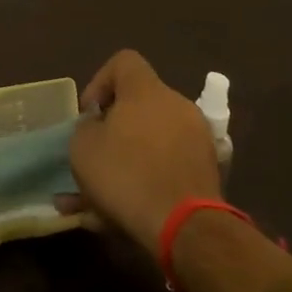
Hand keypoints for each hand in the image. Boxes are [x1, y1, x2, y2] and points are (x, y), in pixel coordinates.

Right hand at [69, 50, 220, 252]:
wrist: (186, 229)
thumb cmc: (127, 175)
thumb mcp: (83, 147)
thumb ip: (86, 127)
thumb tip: (98, 127)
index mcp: (147, 90)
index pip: (123, 62)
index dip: (100, 82)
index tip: (89, 113)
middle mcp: (177, 105)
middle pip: (139, 104)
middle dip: (114, 128)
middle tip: (95, 154)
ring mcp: (197, 139)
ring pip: (151, 142)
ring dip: (127, 160)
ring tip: (100, 197)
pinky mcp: (208, 173)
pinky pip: (167, 167)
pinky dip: (147, 181)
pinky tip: (122, 213)